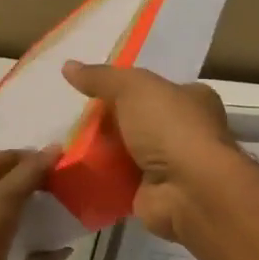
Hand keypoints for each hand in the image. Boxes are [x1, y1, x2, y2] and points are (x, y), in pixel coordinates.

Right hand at [62, 61, 237, 242]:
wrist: (187, 189)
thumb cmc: (170, 127)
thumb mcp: (133, 88)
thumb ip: (102, 78)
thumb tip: (68, 66)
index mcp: (193, 99)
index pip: (157, 88)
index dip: (127, 88)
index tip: (94, 90)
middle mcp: (186, 131)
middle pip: (139, 121)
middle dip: (109, 122)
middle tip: (74, 119)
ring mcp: (171, 165)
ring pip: (127, 152)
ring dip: (101, 152)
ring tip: (64, 144)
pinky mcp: (153, 193)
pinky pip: (119, 182)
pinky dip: (100, 178)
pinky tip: (73, 172)